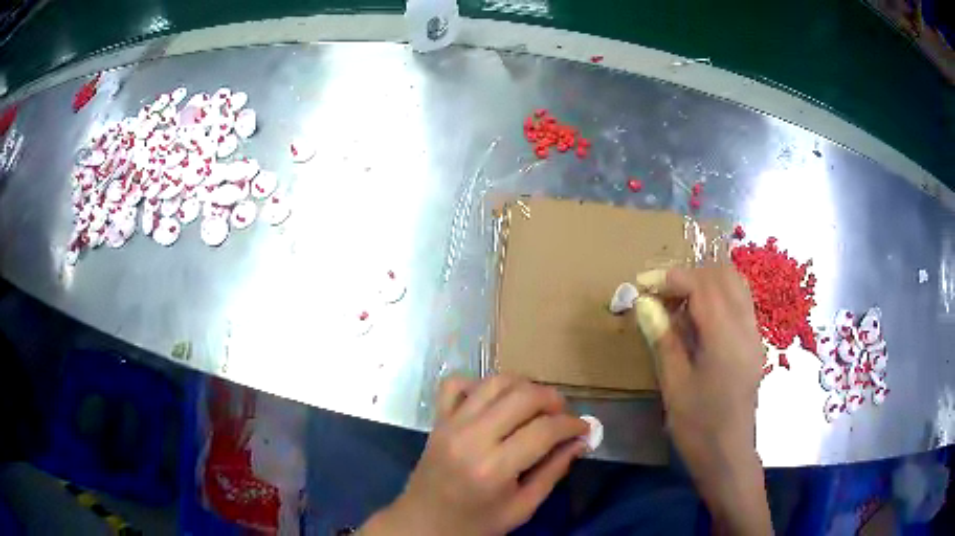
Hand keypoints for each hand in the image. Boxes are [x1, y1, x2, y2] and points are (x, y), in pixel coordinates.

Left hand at [360, 375, 588, 535]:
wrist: (423, 523)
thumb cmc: (476, 524)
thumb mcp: (522, 508)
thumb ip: (553, 472)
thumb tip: (581, 441)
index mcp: (494, 468)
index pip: (544, 430)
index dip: (572, 425)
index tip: (584, 428)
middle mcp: (471, 437)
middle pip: (523, 396)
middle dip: (553, 399)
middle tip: (563, 416)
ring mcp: (450, 424)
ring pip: (495, 382)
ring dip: (524, 387)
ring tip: (536, 406)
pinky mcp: (437, 419)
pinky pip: (457, 384)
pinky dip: (480, 385)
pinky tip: (494, 402)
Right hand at [635, 266, 770, 534]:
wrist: (728, 454)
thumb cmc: (698, 426)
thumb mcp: (674, 385)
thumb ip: (663, 338)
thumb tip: (645, 303)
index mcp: (725, 338)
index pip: (702, 285)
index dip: (671, 277)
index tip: (643, 283)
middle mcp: (746, 327)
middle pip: (723, 275)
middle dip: (689, 275)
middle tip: (661, 293)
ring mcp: (754, 334)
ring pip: (735, 285)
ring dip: (705, 283)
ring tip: (678, 303)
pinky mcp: (754, 343)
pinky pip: (739, 303)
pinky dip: (718, 297)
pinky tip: (698, 320)